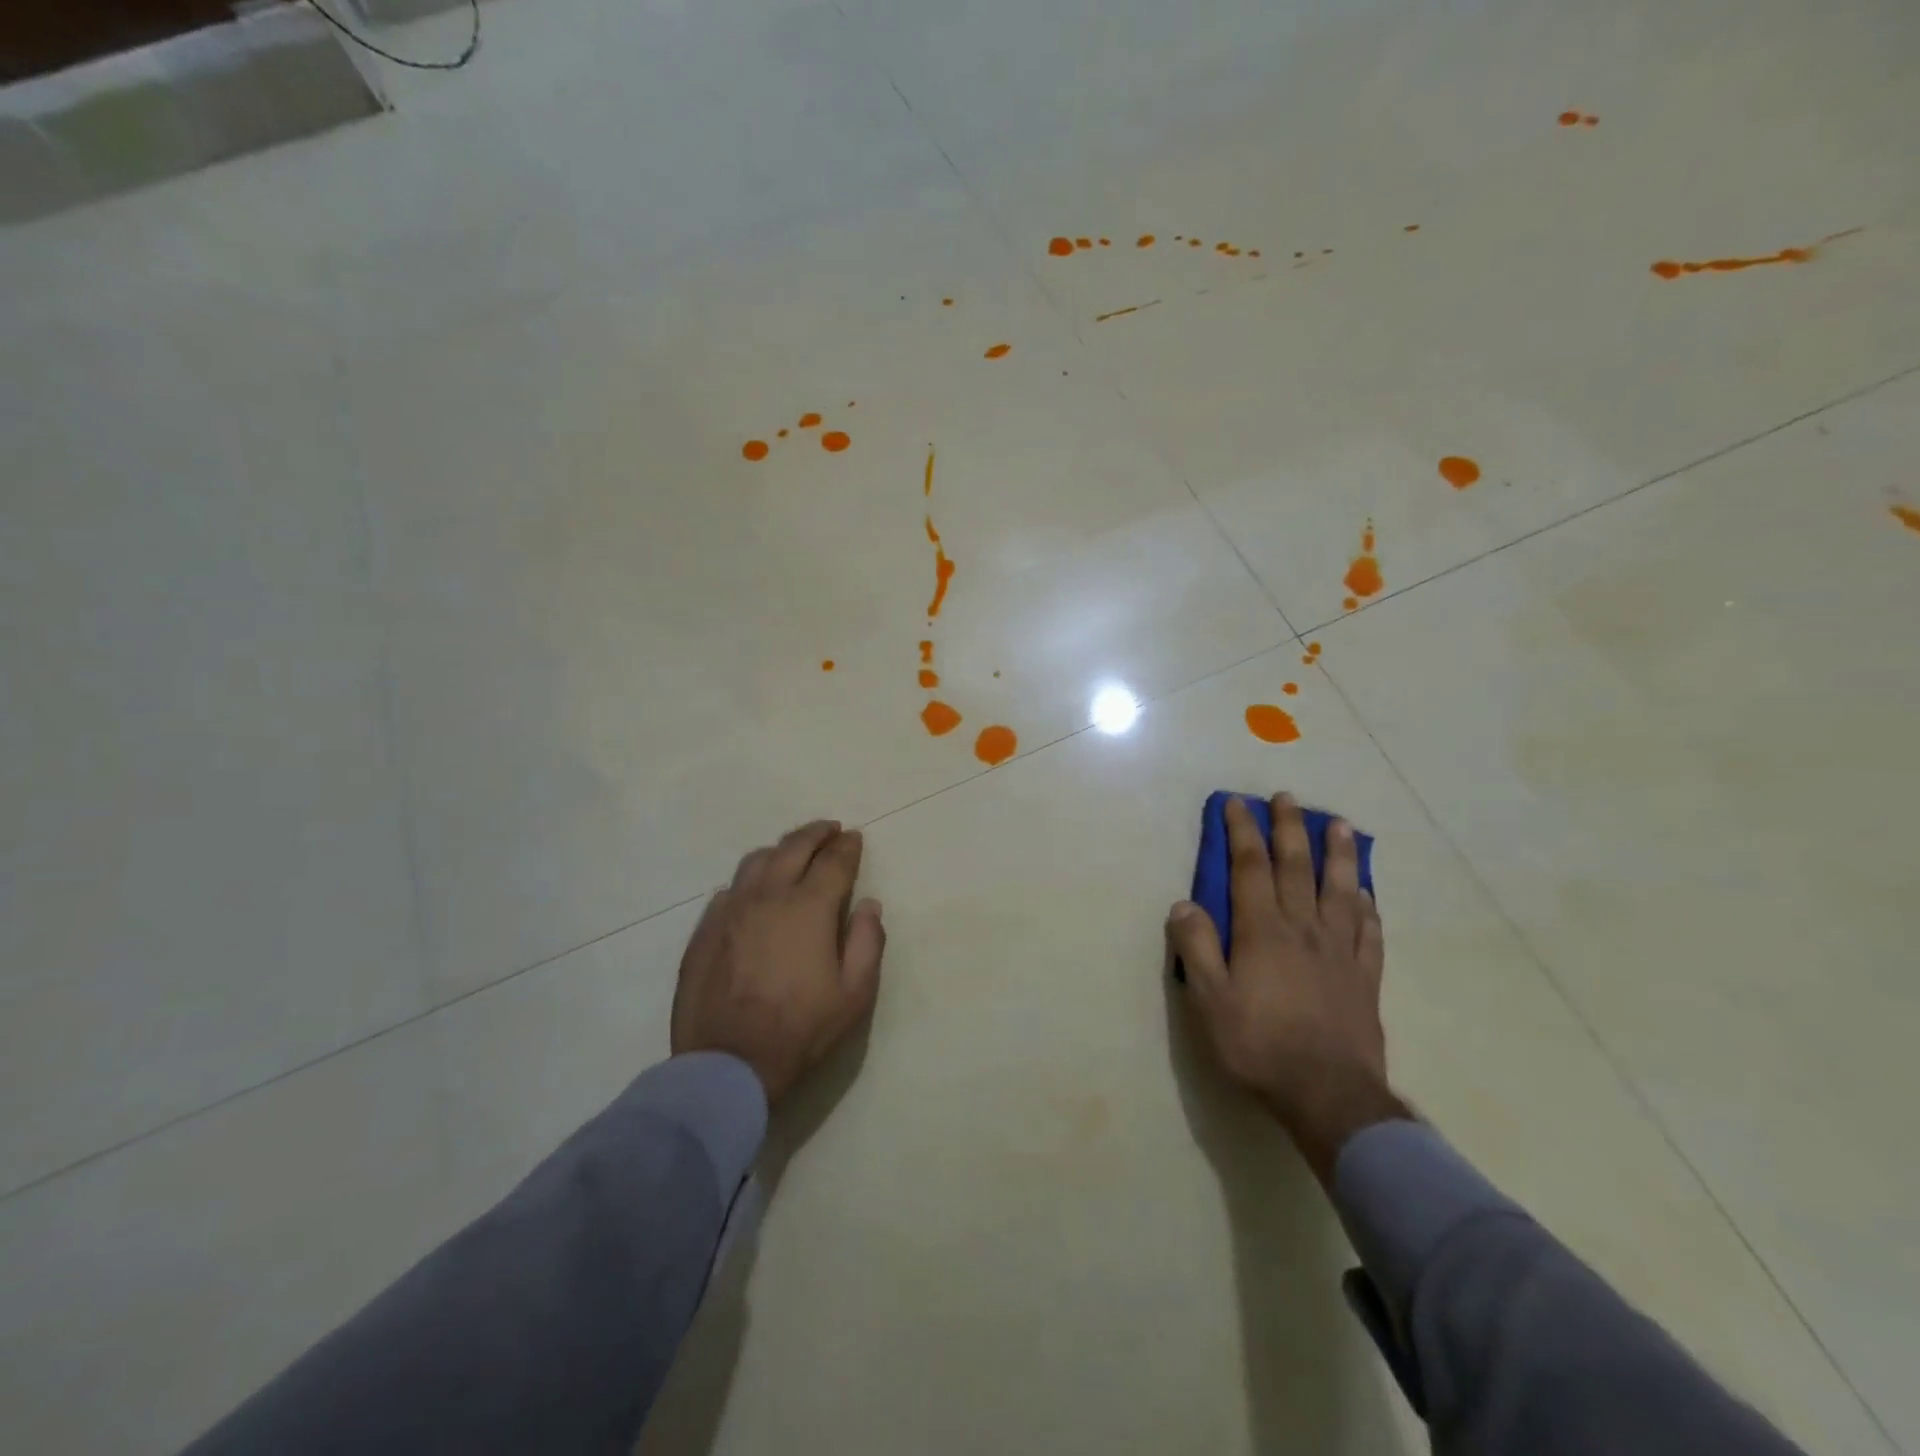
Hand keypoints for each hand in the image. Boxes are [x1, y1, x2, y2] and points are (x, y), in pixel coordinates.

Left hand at [671, 820, 884, 1105]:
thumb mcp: (855, 994)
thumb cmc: (801, 1030)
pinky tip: (754, 891)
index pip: (834, 861)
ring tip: (793, 853)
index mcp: (809, 907)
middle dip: (816, 833)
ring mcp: (731, 910)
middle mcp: (768, 896)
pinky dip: (749, 881)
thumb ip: (869, 941)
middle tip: (830, 829)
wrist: (727, 1065)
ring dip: (781, 849)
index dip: (848, 847)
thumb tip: (869, 905)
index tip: (855, 838)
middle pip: (793, 847)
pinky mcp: (705, 930)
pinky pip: (729, 889)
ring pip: (756, 861)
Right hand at [1167, 793, 1407, 1179]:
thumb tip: (1184, 904)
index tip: (1237, 803)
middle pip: (1296, 868)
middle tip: (1287, 798)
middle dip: (1289, 829)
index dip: (1242, 832)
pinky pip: (1369, 933)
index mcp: (1263, 931)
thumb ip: (1196, 949)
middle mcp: (1303, 929)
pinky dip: (1367, 908)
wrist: (1328, 1095)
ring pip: (1340, 891)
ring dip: (1338, 855)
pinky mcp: (1365, 978)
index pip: (1250, 868)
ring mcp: (1339, 952)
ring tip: (1340, 826)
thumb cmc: (1258, 1045)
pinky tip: (1367, 896)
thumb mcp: (1208, 1001)